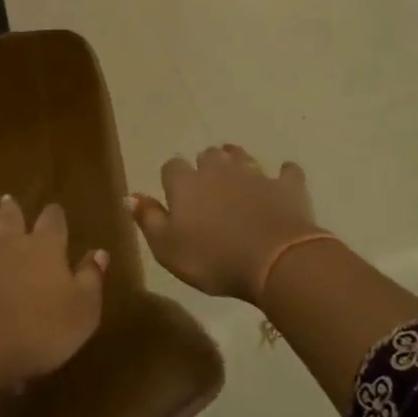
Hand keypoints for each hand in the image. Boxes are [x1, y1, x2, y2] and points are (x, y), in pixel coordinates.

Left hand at [0, 196, 107, 384]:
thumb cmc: (39, 330)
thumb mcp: (82, 312)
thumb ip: (91, 279)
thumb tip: (99, 252)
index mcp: (45, 247)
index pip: (53, 222)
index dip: (55, 216)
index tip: (55, 211)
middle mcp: (9, 240)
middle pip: (11, 217)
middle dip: (12, 210)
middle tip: (8, 200)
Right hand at [130, 146, 327, 304]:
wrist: (275, 261)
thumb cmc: (213, 259)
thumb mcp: (167, 248)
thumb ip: (148, 219)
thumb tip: (130, 196)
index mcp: (185, 184)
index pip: (171, 167)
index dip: (172, 178)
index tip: (174, 194)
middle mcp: (218, 171)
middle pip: (208, 155)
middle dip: (206, 165)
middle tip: (207, 185)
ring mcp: (255, 175)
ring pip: (241, 156)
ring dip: (237, 162)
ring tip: (237, 175)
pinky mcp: (287, 187)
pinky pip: (287, 172)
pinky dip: (284, 175)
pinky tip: (283, 180)